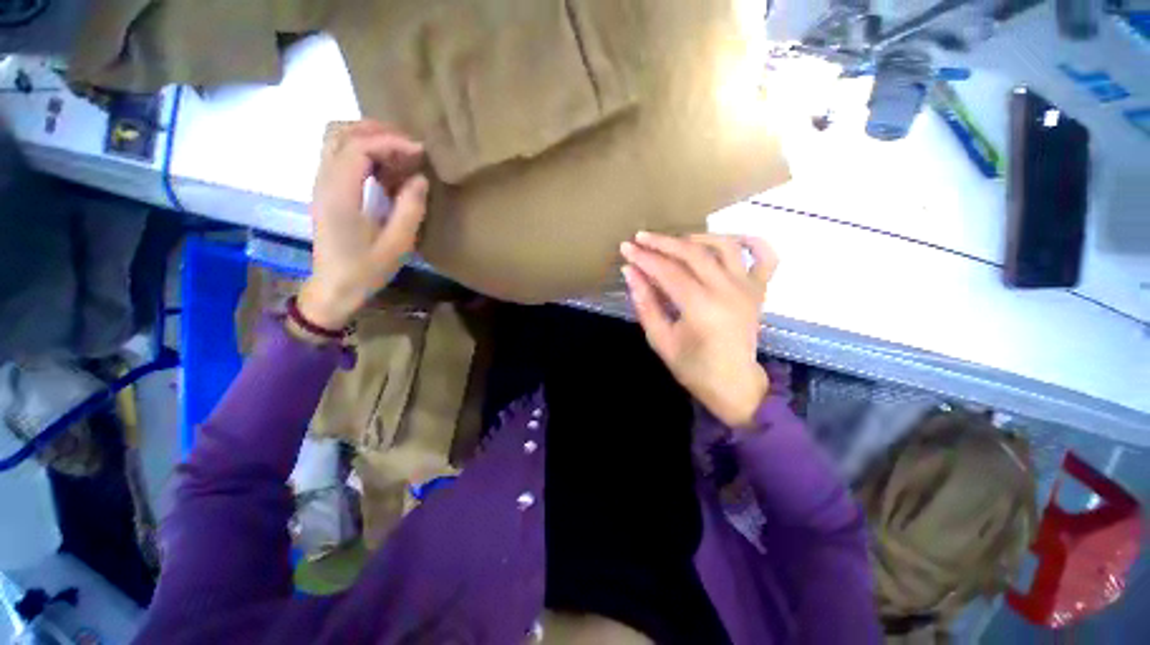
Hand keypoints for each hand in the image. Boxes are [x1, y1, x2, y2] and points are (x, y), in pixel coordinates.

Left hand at [297, 121, 428, 329]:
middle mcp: (324, 181)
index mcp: (340, 195)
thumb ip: (410, 209)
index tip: (419, 151)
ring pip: (335, 138)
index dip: (390, 142)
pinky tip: (384, 165)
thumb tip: (420, 178)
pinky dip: (361, 149)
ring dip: (367, 136)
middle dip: (377, 131)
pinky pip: (338, 154)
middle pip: (340, 133)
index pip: (358, 148)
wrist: (334, 288)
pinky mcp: (326, 190)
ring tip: (399, 151)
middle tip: (409, 146)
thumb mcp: (397, 245)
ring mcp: (321, 184)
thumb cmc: (366, 270)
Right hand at [621, 232, 777, 429]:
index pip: (667, 271)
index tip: (625, 248)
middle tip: (641, 238)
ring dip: (697, 237)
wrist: (732, 384)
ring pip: (724, 246)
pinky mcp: (759, 291)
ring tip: (676, 241)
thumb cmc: (693, 367)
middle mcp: (727, 290)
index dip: (644, 258)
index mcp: (701, 307)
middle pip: (693, 253)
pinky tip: (732, 239)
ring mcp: (747, 288)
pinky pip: (766, 258)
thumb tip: (630, 272)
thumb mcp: (660, 339)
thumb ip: (645, 304)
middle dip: (663, 243)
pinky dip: (753, 242)